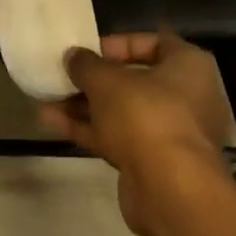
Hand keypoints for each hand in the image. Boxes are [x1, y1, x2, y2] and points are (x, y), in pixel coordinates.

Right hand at [39, 33, 232, 235]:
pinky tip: (52, 121)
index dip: (119, 44)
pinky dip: (89, 129)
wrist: (171, 193)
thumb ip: (86, 64)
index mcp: (189, 67)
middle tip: (65, 74)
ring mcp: (171, 135)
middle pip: (134, 81)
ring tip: (47, 98)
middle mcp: (188, 98)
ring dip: (85, 106)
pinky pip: (119, 138)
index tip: (90, 50)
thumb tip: (73, 56)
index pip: (154, 42)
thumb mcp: (106, 80)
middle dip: (95, 79)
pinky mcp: (154, 165)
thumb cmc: (145, 116)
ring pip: (122, 112)